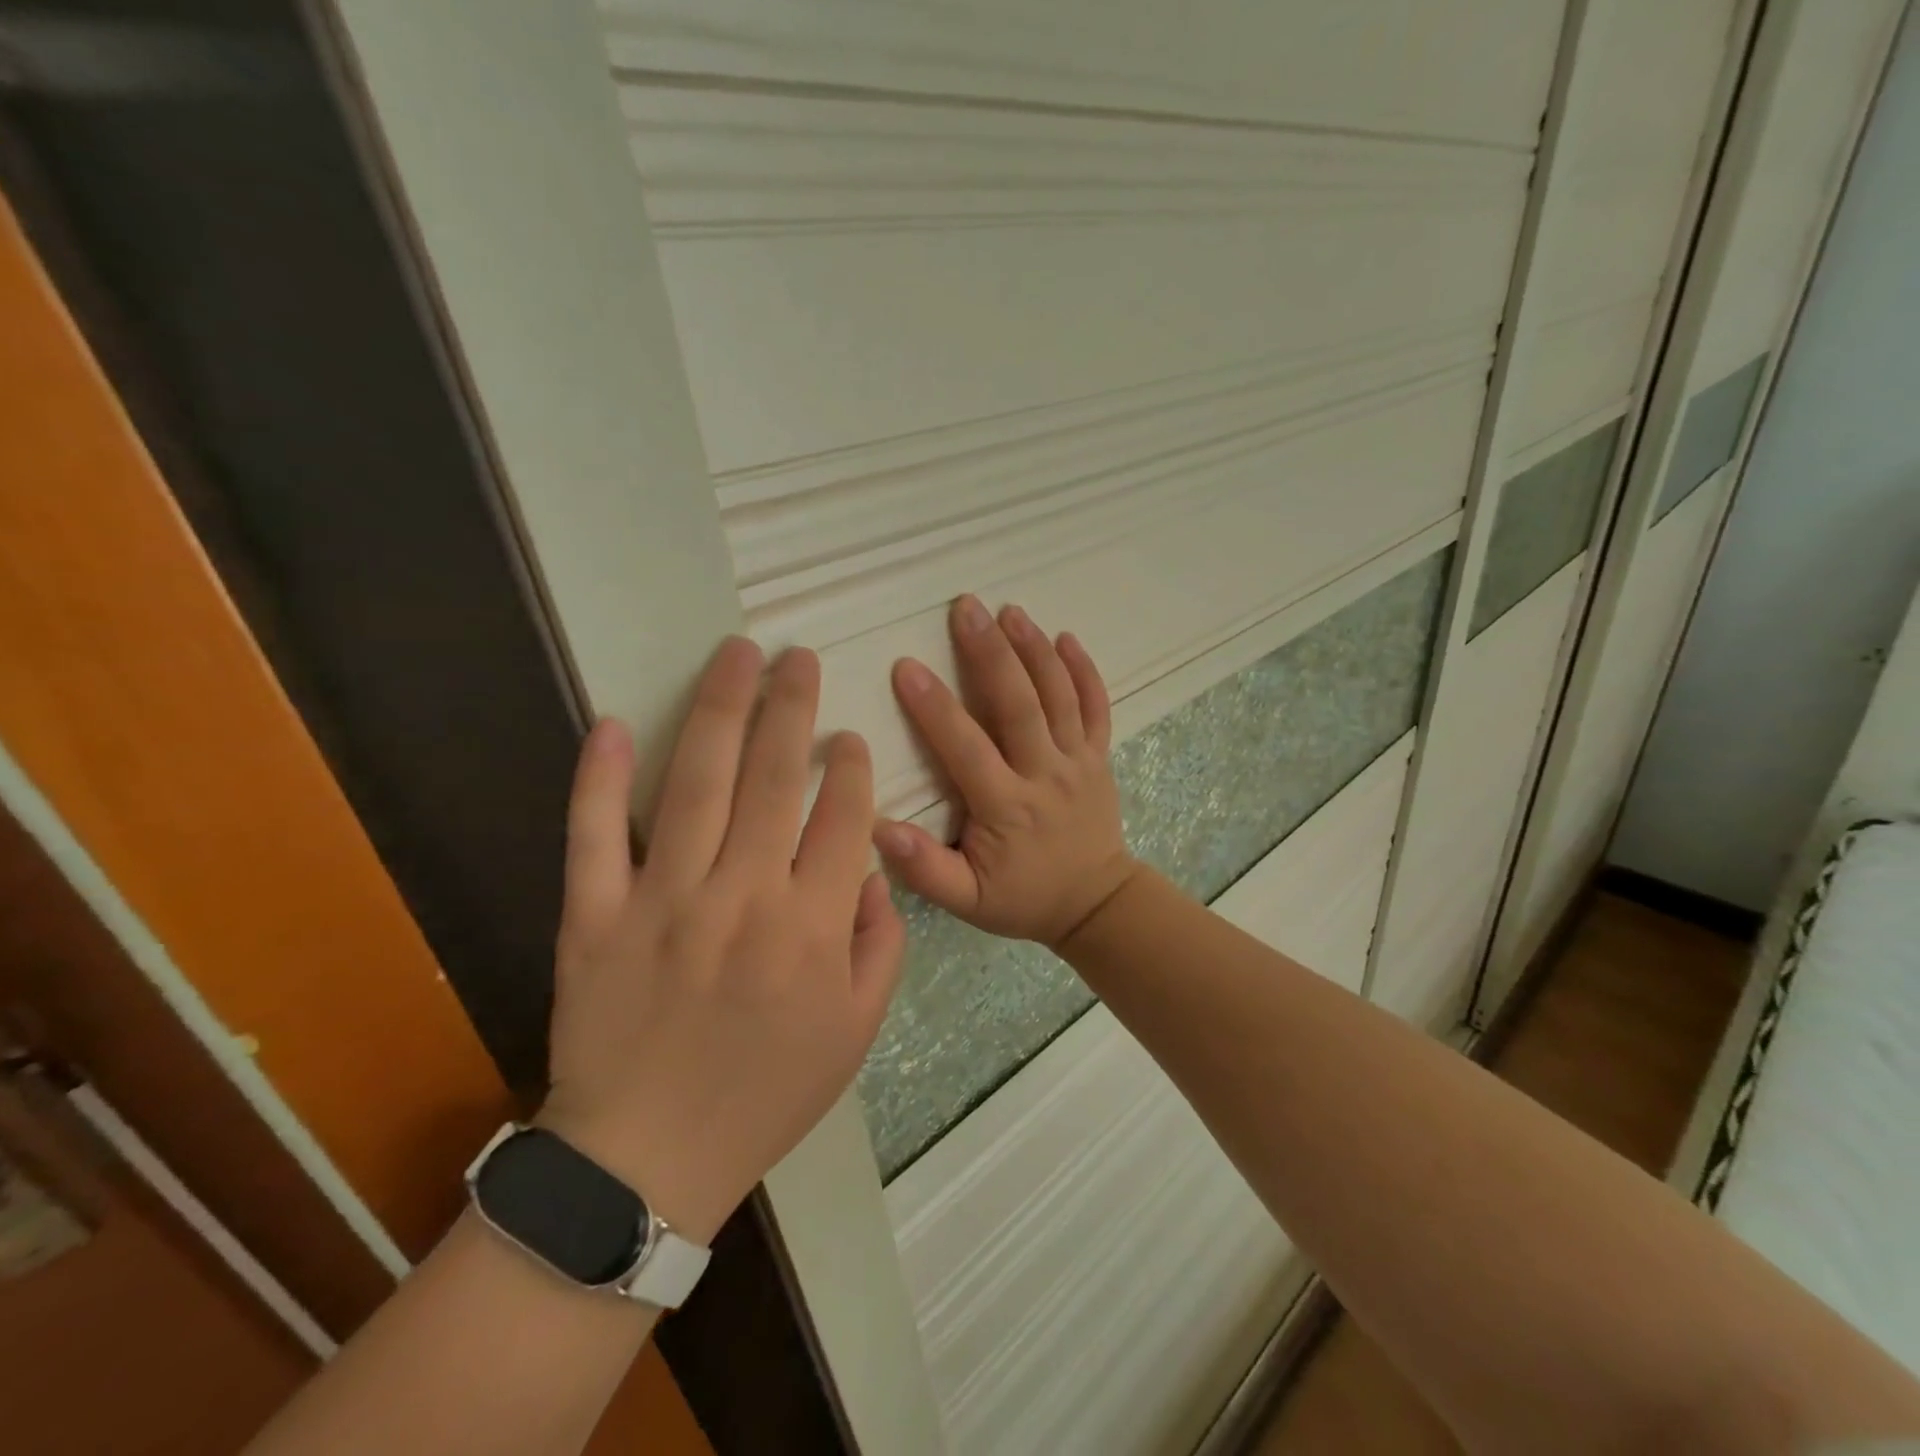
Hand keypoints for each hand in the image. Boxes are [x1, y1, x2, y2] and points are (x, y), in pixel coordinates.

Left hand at [539, 639, 905, 1245]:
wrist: (647, 1162)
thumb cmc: (765, 1094)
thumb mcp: (856, 1032)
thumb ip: (880, 945)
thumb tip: (872, 872)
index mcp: (811, 928)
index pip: (842, 818)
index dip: (851, 768)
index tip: (849, 738)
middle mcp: (743, 897)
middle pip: (774, 779)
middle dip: (792, 707)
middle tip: (797, 657)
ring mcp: (663, 901)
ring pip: (697, 784)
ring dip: (720, 711)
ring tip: (737, 655)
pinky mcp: (594, 916)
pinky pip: (595, 835)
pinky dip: (601, 777)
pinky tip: (616, 723)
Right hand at [874, 595, 1139, 948]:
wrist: (1096, 904)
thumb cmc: (1023, 898)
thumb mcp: (967, 901)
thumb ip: (925, 869)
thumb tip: (879, 828)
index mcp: (1007, 807)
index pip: (966, 748)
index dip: (935, 708)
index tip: (907, 666)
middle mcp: (1045, 774)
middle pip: (1019, 705)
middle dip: (991, 653)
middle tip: (966, 608)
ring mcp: (1078, 761)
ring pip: (1059, 696)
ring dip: (1034, 649)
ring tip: (1010, 610)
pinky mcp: (1099, 756)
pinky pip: (1096, 707)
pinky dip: (1084, 671)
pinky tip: (1066, 637)